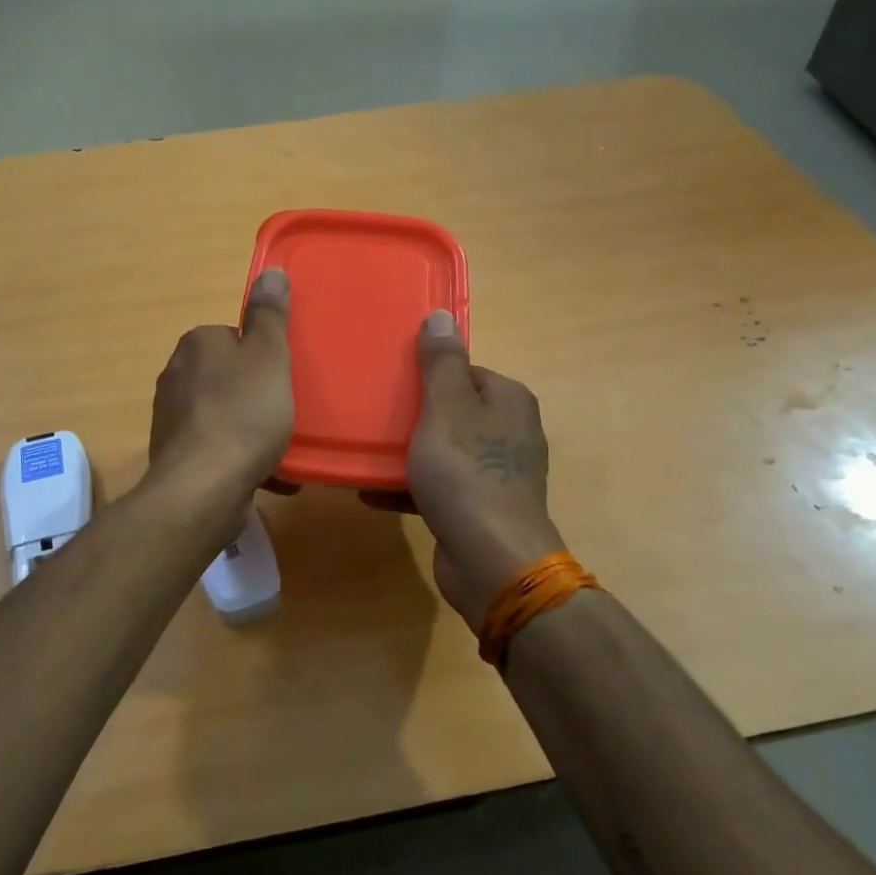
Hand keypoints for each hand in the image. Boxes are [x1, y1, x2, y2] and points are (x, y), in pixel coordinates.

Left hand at [147, 269, 294, 506]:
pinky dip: (242, 459)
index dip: (262, 356)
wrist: (203, 488)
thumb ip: (270, 315)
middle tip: (287, 411)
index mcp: (196, 345)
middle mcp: (176, 376)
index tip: (283, 376)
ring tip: (283, 447)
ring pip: (224, 415)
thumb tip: (271, 271)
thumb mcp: (268, 356)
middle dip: (257, 394)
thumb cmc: (243, 414)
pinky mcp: (176, 458)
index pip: (233, 337)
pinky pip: (218, 450)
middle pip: (228, 377)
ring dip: (252, 430)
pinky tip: (271, 477)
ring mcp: (172, 419)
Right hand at [394, 312, 564, 632]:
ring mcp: (496, 473)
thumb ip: (441, 363)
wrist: (490, 559)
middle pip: (453, 411)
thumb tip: (441, 315)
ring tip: (366, 450)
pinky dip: (409, 487)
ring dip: (407, 452)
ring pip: (444, 450)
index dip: (428, 374)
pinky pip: (439, 486)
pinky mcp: (480, 508)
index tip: (391, 380)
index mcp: (508, 401)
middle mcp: (509, 433)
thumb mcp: (446, 409)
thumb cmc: (466, 473)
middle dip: (413, 414)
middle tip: (372, 413)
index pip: (466, 371)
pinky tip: (370, 491)